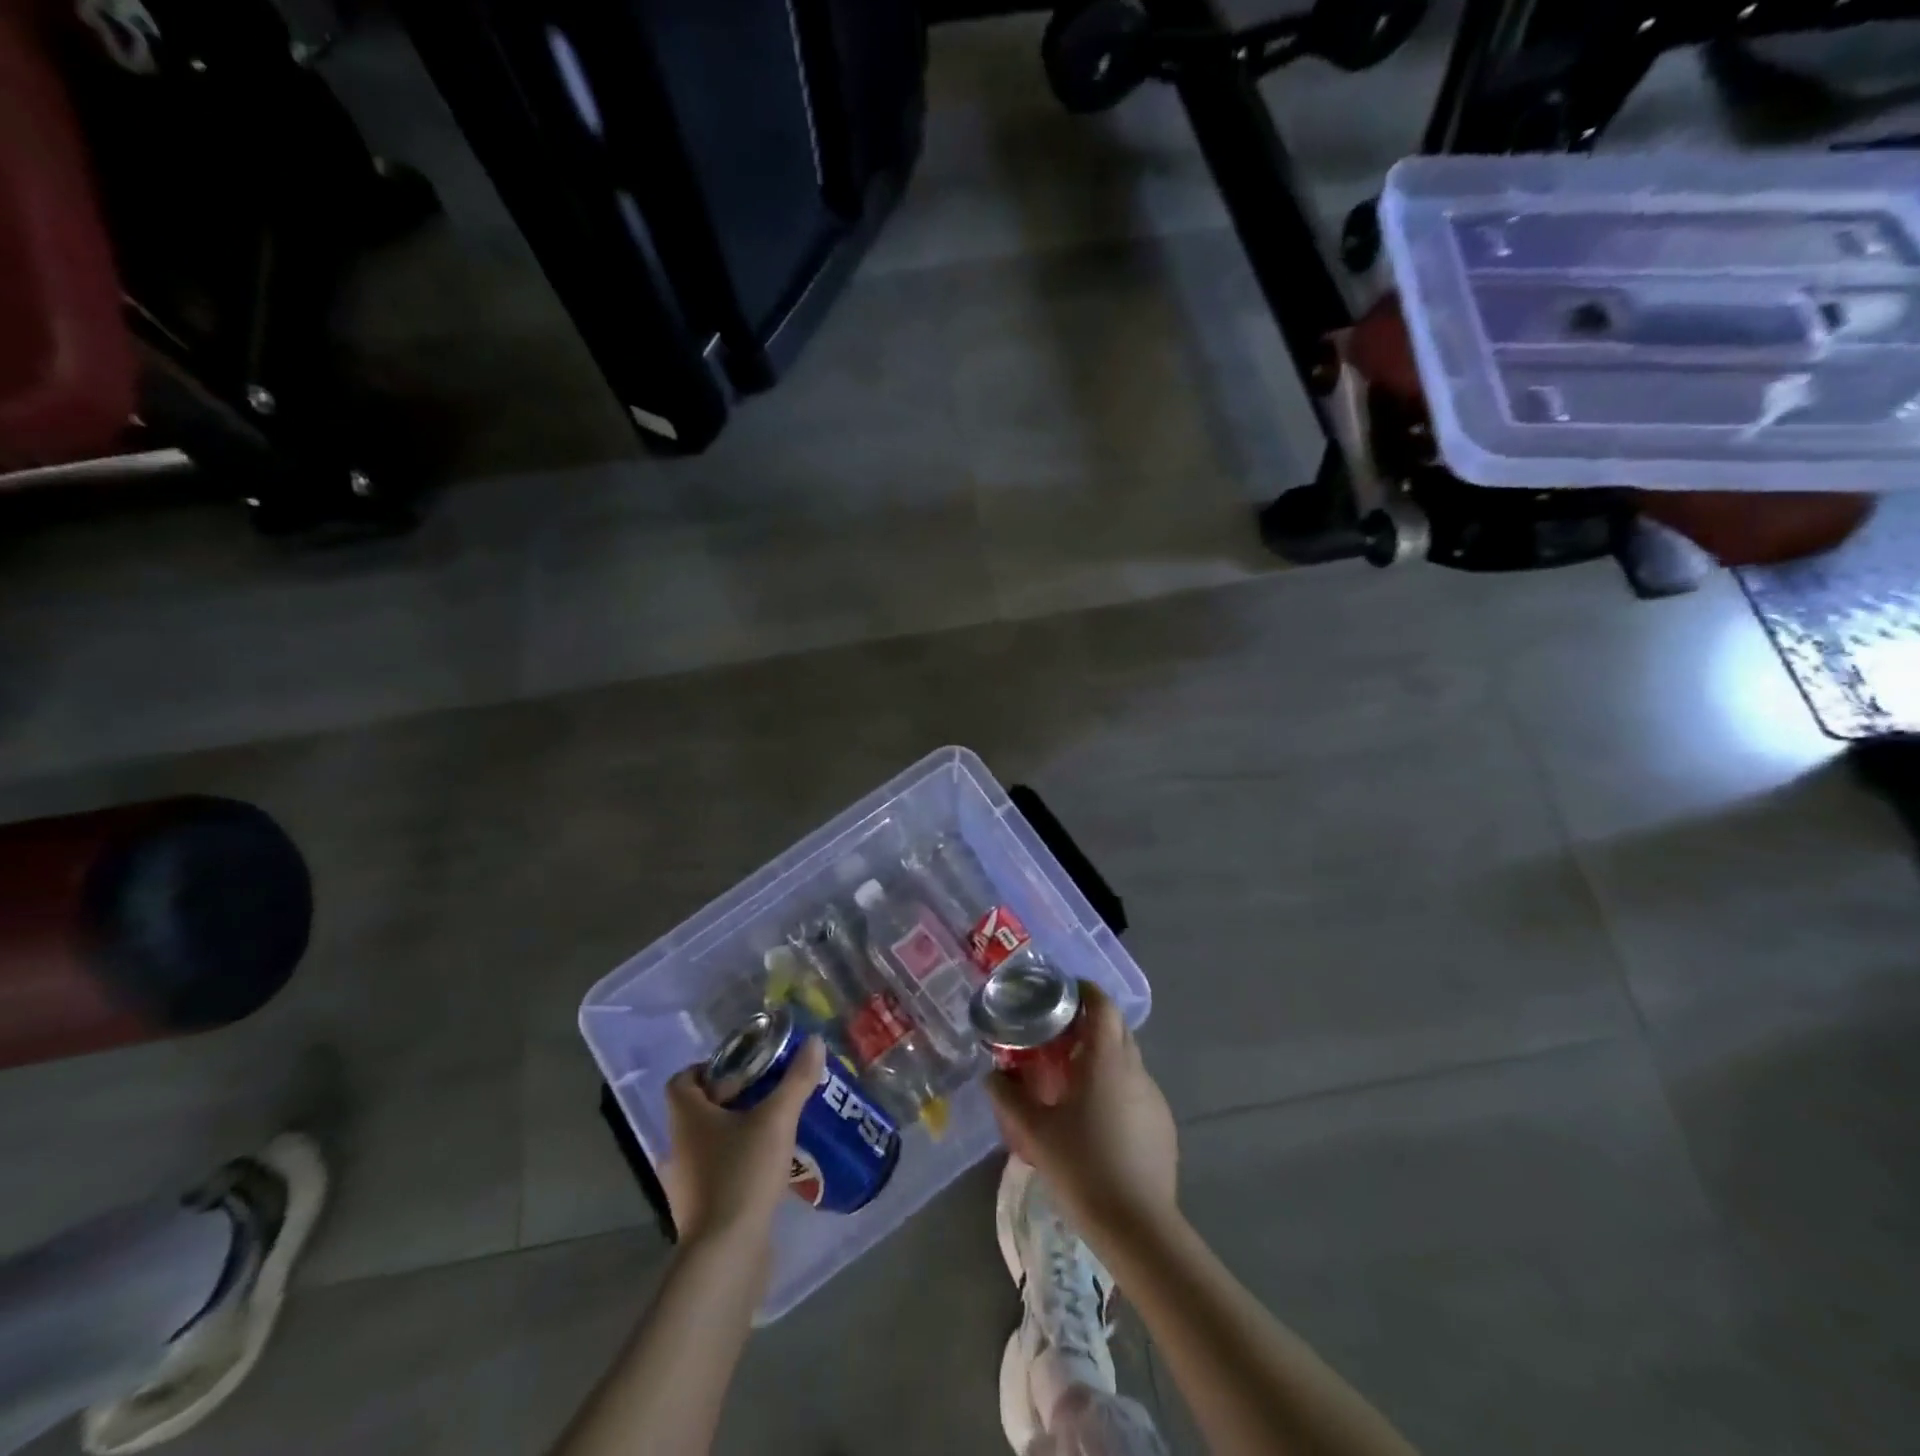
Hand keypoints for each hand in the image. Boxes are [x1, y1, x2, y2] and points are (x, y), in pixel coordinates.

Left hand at [660, 1035, 824, 1248]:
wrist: (725, 1256)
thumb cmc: (743, 1174)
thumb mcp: (777, 1120)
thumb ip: (796, 1080)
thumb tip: (814, 1041)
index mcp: (687, 1119)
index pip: (682, 1080)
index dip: (708, 1068)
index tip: (743, 1068)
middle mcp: (677, 1148)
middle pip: (698, 1111)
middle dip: (732, 1099)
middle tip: (768, 1093)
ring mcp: (685, 1184)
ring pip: (708, 1144)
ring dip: (736, 1133)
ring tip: (774, 1129)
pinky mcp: (699, 1212)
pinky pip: (716, 1174)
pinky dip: (737, 1164)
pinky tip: (768, 1168)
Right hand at [986, 982, 1177, 1242]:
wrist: (1139, 1228)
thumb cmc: (1083, 1168)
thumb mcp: (1035, 1133)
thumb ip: (1008, 1098)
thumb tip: (990, 1075)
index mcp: (1107, 1060)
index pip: (1103, 1005)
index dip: (1085, 991)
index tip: (1062, 992)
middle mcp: (1135, 1070)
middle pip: (1116, 1029)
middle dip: (1090, 1024)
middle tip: (1058, 1035)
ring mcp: (1154, 1098)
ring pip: (1127, 1061)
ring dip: (1103, 1058)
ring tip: (1073, 1080)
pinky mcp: (1163, 1126)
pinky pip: (1137, 1091)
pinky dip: (1116, 1089)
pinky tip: (1097, 1120)